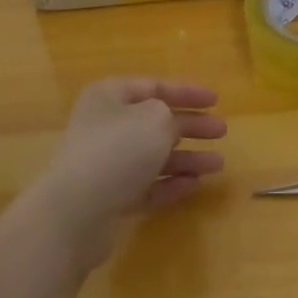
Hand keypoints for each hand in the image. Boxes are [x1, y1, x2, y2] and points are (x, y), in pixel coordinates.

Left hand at [27, 77, 227, 260]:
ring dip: (186, 158)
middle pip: (155, 121)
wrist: (75, 211)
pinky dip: (169, 183)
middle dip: (190, 126)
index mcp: (110, 96)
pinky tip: (194, 185)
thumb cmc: (118, 150)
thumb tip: (169, 124)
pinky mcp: (108, 197)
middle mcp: (105, 125)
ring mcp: (105, 163)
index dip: (186, 91)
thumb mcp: (155, 119)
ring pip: (153, 155)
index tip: (216, 100)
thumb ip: (171, 115)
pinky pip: (145, 185)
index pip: (154, 86)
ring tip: (217, 164)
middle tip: (221, 131)